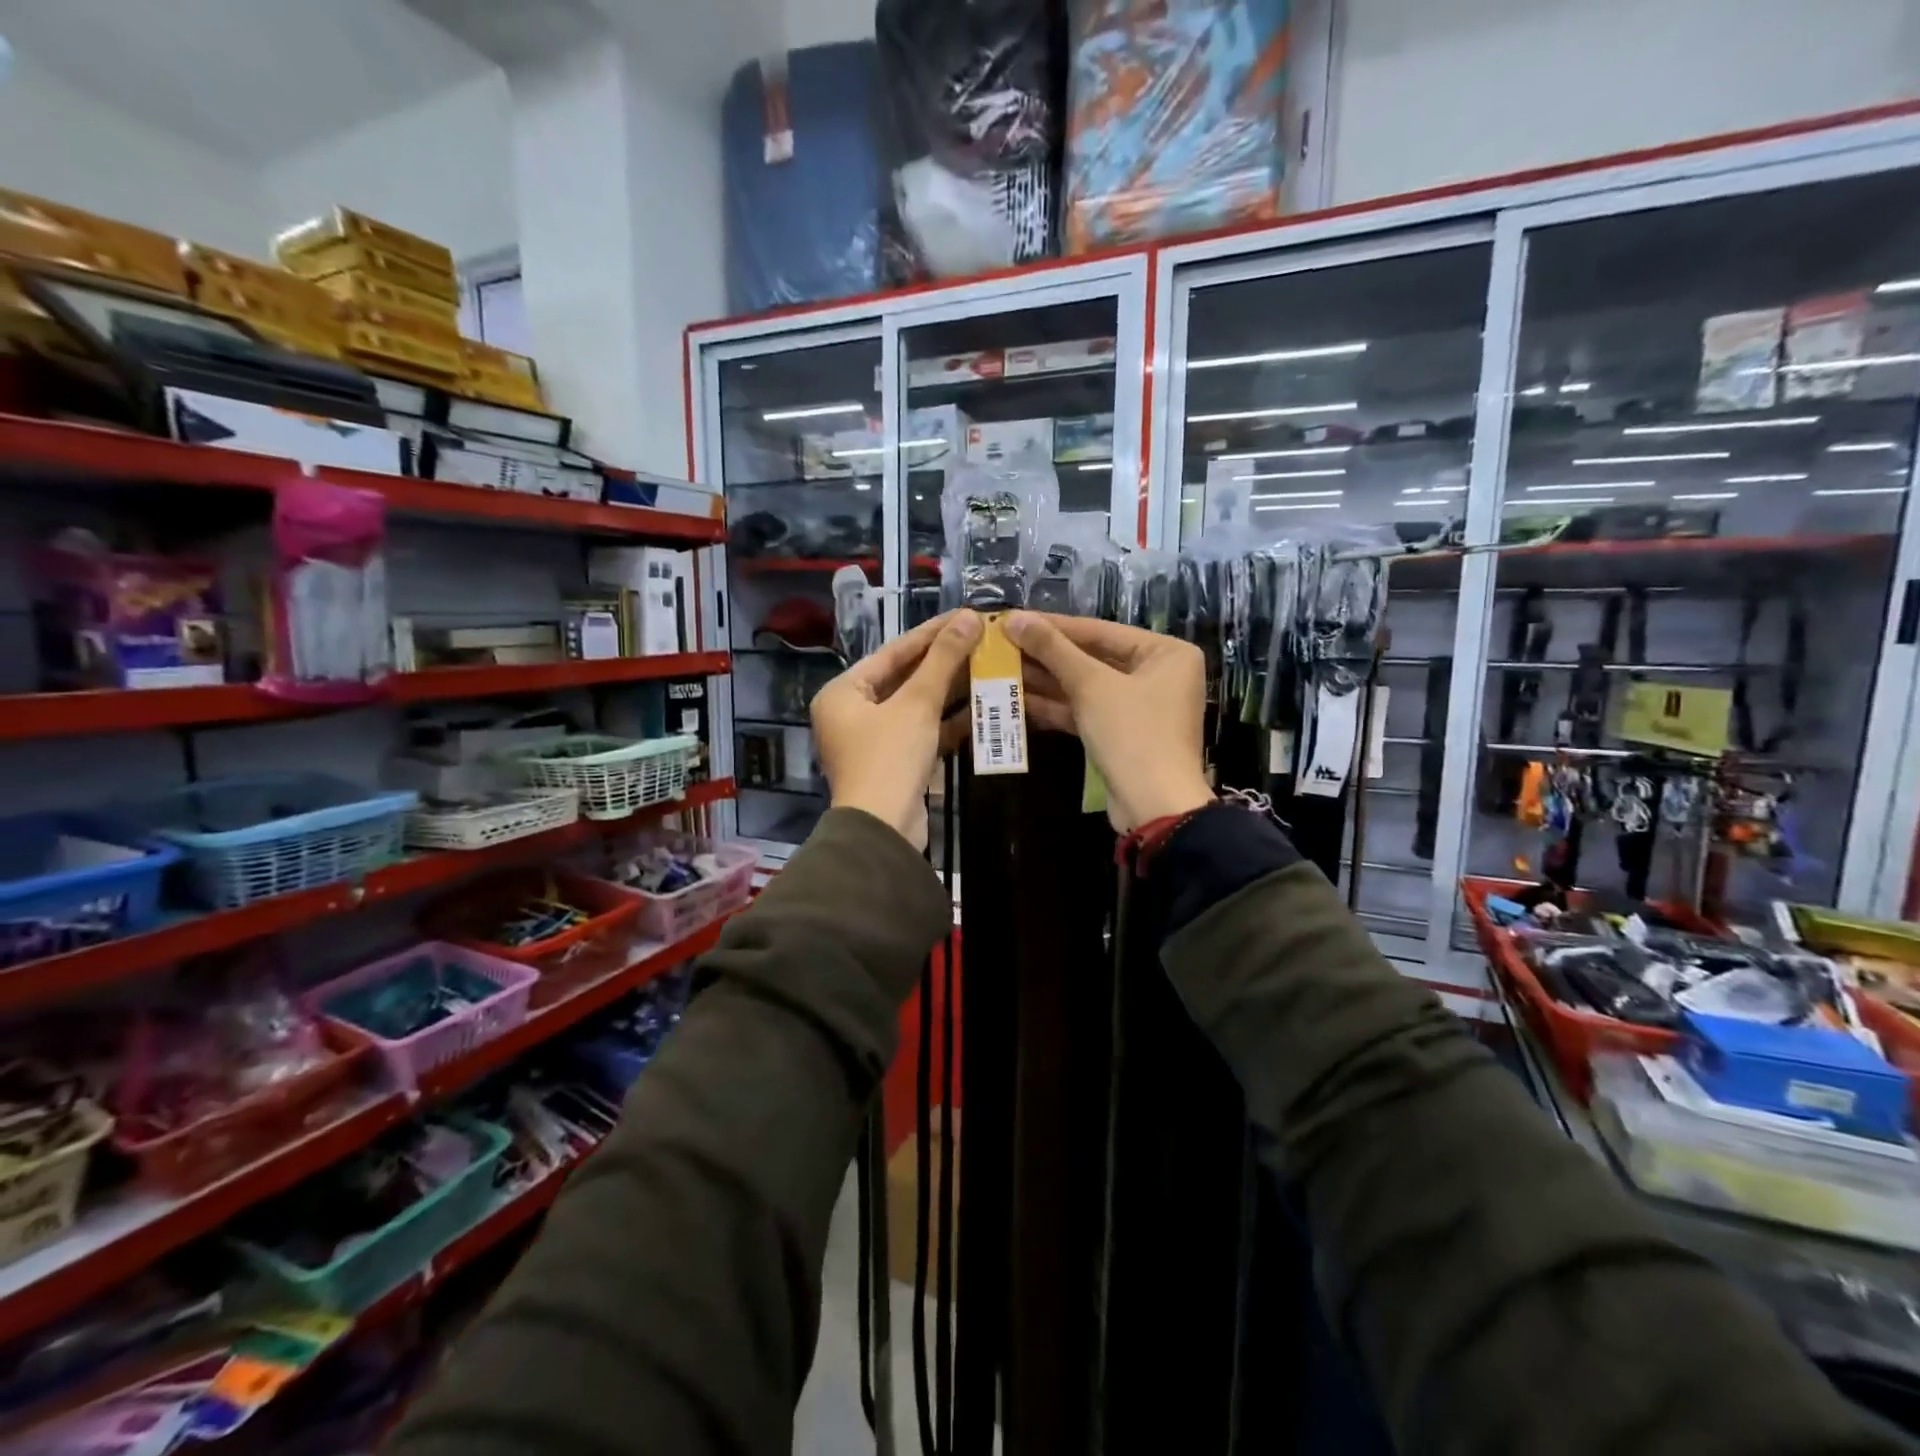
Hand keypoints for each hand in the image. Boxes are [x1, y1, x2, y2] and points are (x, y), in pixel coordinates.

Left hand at [811, 610, 982, 848]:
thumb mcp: (917, 703)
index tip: (964, 616)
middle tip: (981, 640)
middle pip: (904, 679)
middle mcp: (852, 713)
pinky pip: (923, 732)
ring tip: (988, 667)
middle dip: (944, 663)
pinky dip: (948, 721)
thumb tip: (968, 618)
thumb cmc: (889, 757)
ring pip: (916, 706)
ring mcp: (874, 741)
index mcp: (843, 693)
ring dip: (950, 691)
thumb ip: (943, 660)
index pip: (892, 652)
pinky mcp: (895, 764)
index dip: (931, 634)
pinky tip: (982, 706)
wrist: (884, 830)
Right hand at [1003, 611, 1212, 832]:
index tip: (1014, 618)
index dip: (1054, 626)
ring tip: (1002, 668)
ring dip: (1046, 680)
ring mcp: (1140, 707)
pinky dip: (1056, 706)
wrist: (1153, 805)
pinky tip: (1018, 699)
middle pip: (1092, 657)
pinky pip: (1086, 710)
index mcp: (1165, 652)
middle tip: (1003, 644)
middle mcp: (1157, 674)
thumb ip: (1053, 649)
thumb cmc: (1132, 733)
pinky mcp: (1122, 734)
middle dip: (1047, 655)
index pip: (1100, 630)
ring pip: (1086, 686)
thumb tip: (1014, 618)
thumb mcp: (1091, 685)